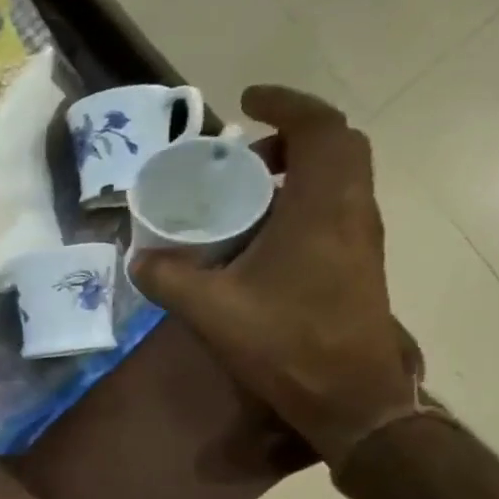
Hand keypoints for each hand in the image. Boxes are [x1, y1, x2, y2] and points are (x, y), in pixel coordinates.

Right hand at [129, 85, 422, 465]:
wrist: (349, 395)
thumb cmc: (285, 343)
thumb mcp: (211, 310)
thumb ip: (168, 278)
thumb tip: (138, 258)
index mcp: (321, 207)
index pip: (318, 127)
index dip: (284, 104)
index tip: (246, 103)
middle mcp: (351, 210)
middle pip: (336, 146)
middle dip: (291, 137)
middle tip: (245, 155)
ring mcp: (360, 238)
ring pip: (340, 178)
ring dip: (298, 171)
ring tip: (246, 194)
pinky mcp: (358, 264)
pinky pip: (334, 209)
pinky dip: (303, 201)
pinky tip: (262, 239)